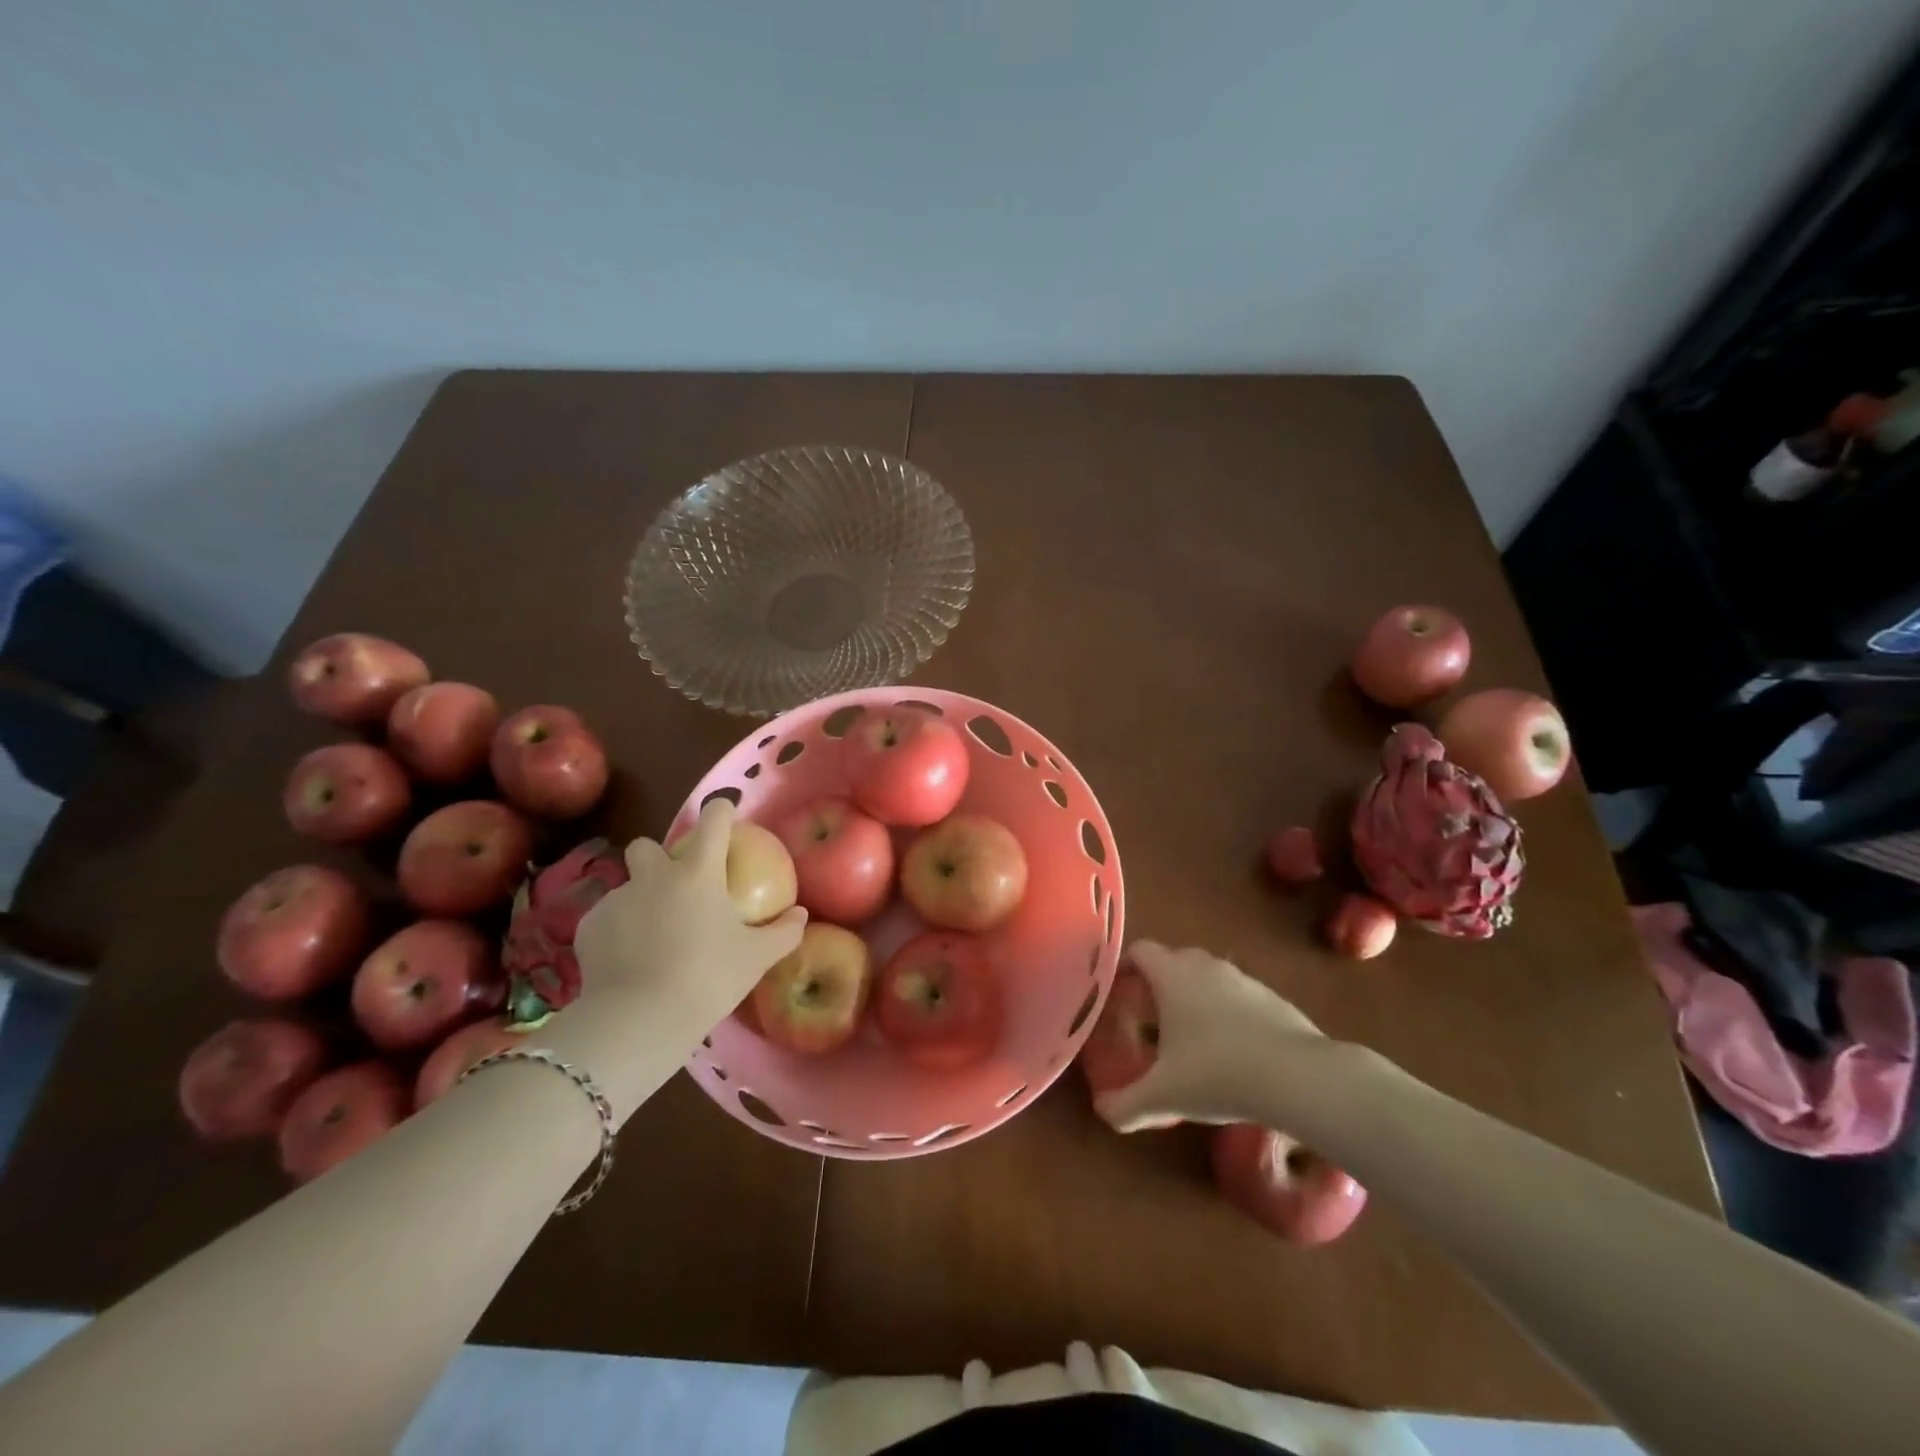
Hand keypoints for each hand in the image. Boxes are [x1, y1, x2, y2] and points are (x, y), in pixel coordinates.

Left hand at [562, 800, 803, 1073]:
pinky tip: (628, 960)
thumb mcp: (757, 958)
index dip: (720, 811)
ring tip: (652, 936)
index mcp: (698, 872)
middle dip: (657, 857)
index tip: (725, 814)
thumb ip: (783, 932)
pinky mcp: (589, 928)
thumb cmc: (708, 977)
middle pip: (646, 845)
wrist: (639, 1019)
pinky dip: (618, 932)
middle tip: (674, 887)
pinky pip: (606, 919)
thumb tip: (801, 915)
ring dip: (640, 900)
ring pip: (626, 886)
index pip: (712, 820)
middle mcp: (654, 876)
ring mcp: (616, 900)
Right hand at [1094, 941, 1328, 1132]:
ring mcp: (1244, 979)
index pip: (1140, 950)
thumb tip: (1103, 1112)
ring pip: (1209, 977)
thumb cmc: (1217, 1074)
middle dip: (1159, 983)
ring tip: (1192, 1038)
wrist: (1298, 1078)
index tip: (1118, 991)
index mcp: (1172, 975)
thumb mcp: (1164, 1097)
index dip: (1125, 966)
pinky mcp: (1274, 999)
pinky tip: (1233, 1052)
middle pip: (1174, 960)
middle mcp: (1206, 966)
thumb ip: (1126, 1105)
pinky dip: (1229, 1014)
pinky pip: (1240, 997)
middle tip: (1150, 1018)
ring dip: (1196, 997)